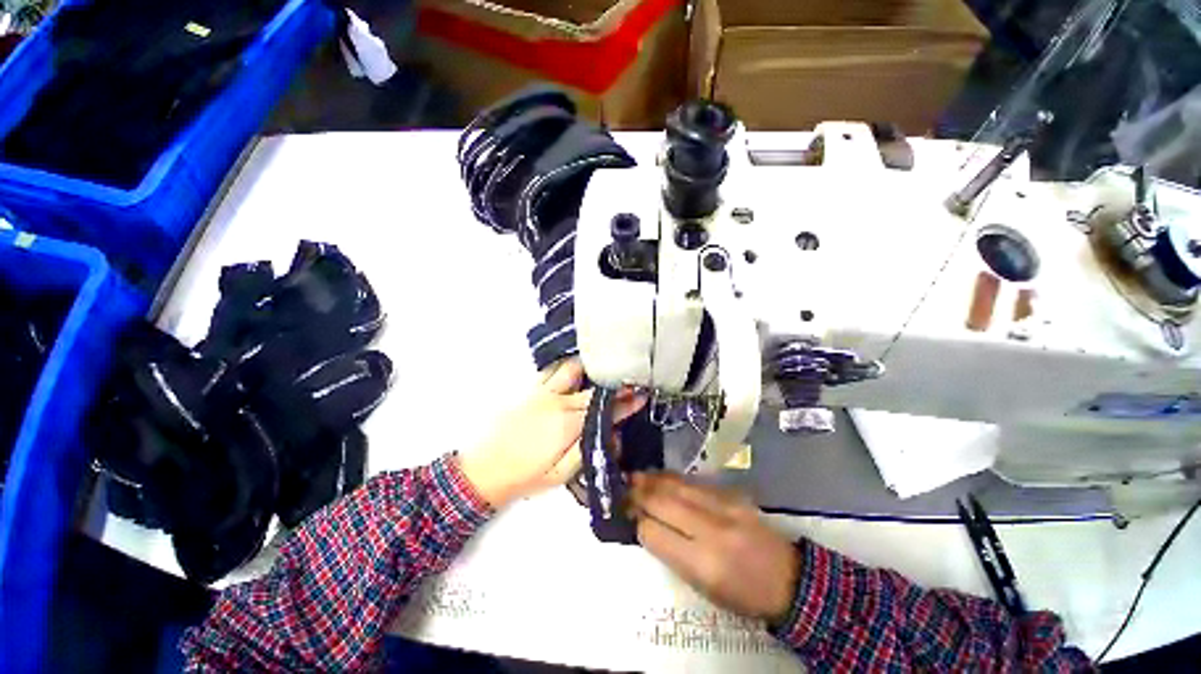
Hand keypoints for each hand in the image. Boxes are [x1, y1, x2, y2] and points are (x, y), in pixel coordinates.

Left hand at [457, 359, 644, 508]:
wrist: (483, 470)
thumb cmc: (525, 477)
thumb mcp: (562, 475)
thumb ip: (588, 450)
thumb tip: (611, 434)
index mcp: (568, 425)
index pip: (604, 409)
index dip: (626, 402)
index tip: (641, 395)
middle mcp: (558, 401)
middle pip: (593, 388)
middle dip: (614, 386)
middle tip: (629, 384)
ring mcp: (542, 392)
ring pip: (572, 370)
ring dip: (590, 371)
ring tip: (601, 374)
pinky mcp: (530, 389)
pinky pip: (552, 370)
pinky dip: (567, 369)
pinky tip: (574, 373)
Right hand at [628, 473, 800, 623]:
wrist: (788, 579)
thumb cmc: (742, 594)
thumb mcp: (702, 586)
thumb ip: (672, 553)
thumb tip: (645, 524)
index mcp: (703, 563)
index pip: (655, 533)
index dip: (638, 521)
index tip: (626, 513)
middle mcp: (712, 529)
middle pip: (663, 502)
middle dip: (639, 493)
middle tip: (623, 487)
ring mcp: (724, 506)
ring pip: (677, 485)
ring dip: (652, 479)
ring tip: (636, 476)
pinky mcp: (732, 494)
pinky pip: (694, 481)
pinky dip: (672, 478)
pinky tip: (661, 476)